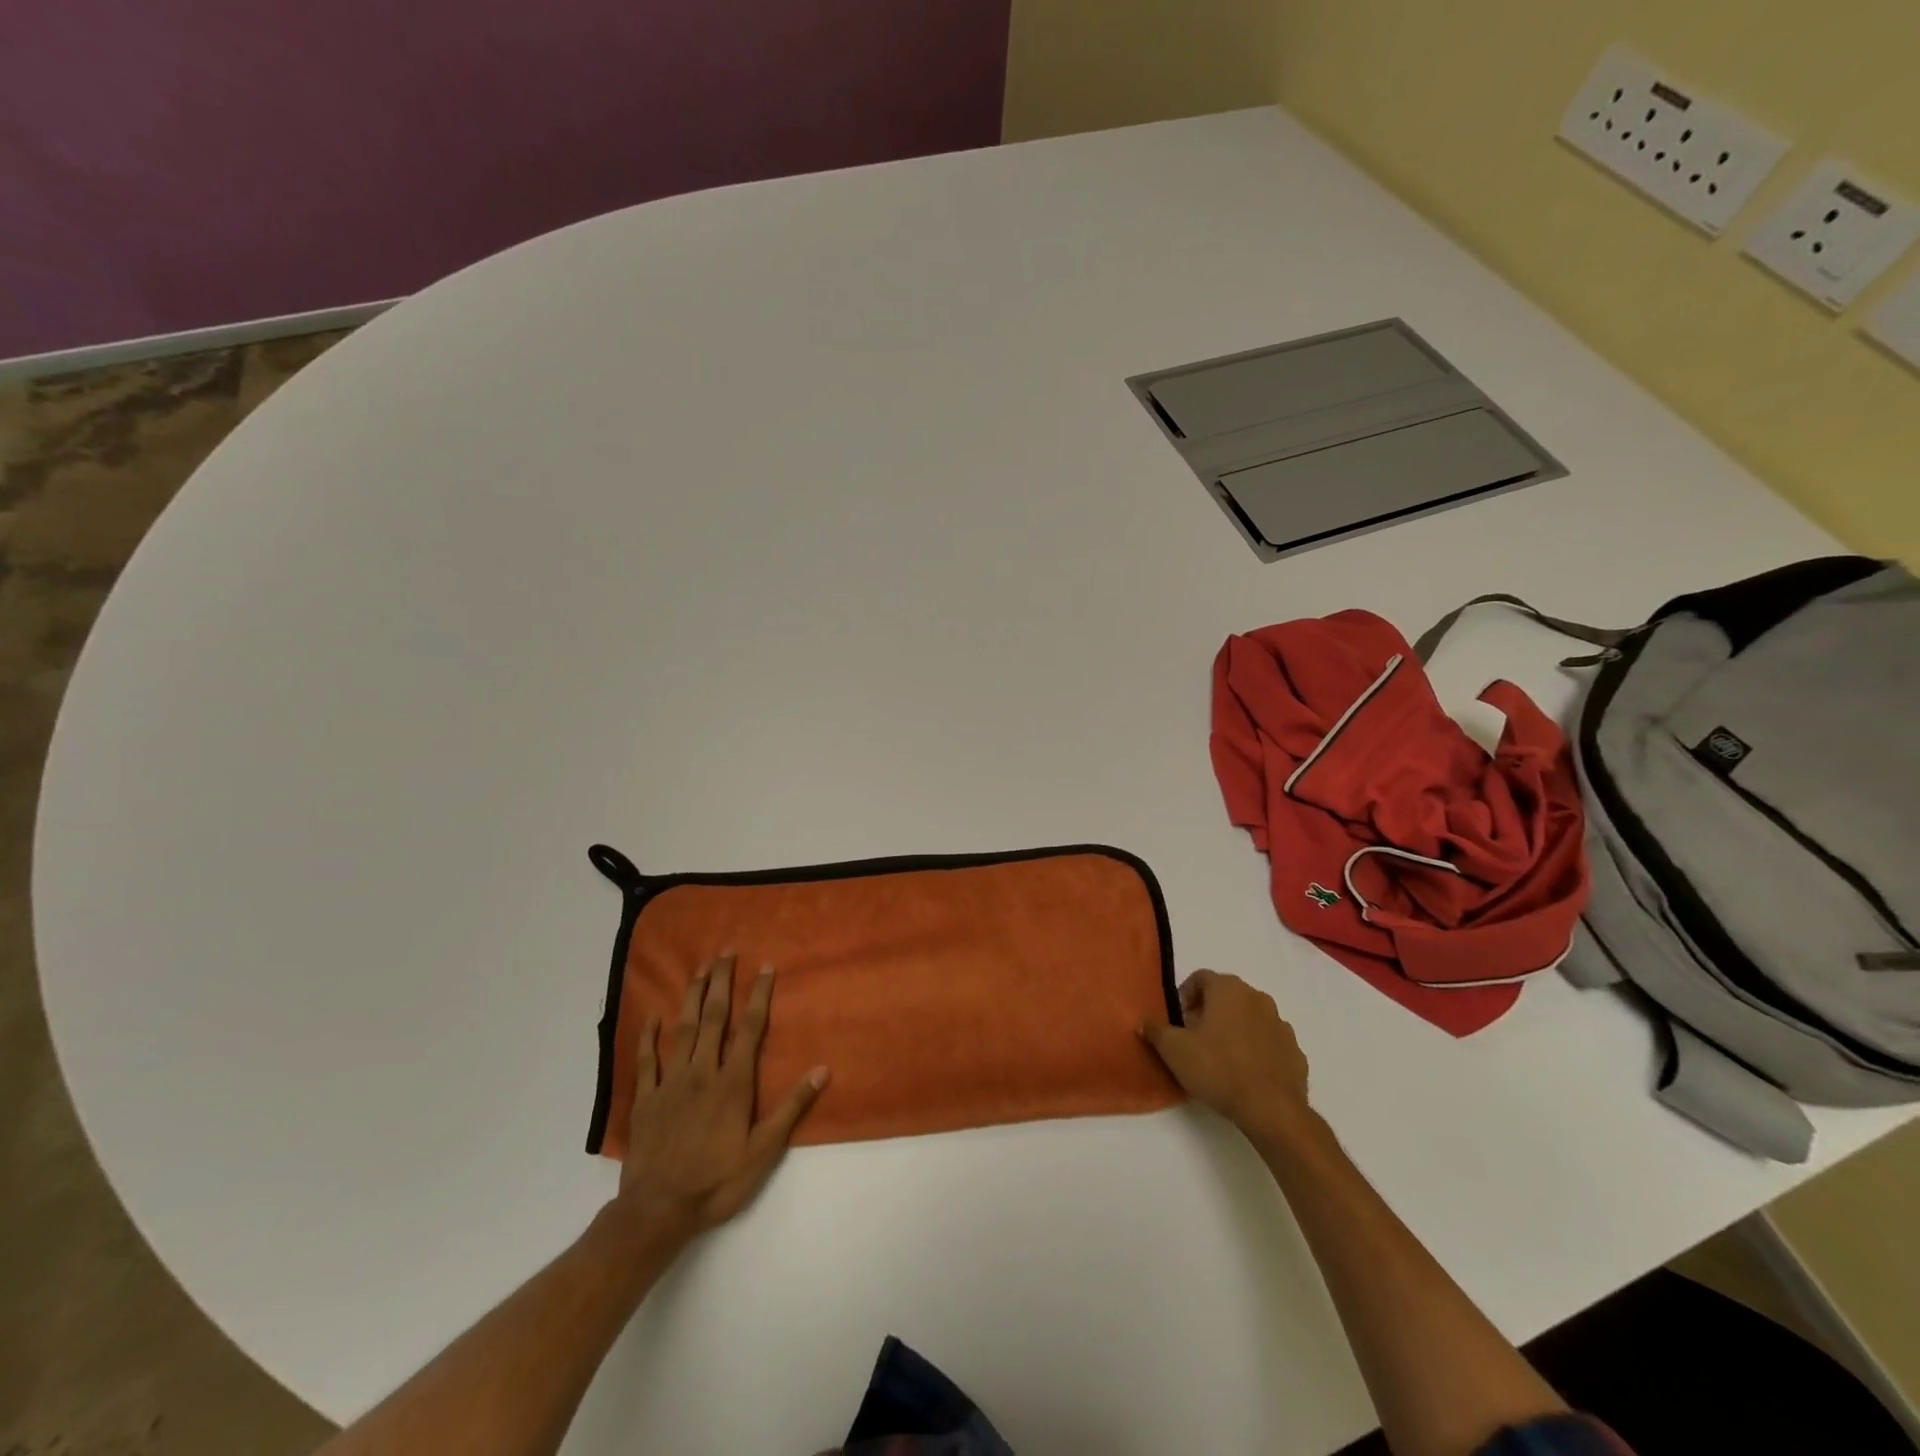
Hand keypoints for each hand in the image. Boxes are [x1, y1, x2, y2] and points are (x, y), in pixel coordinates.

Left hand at [615, 953, 827, 1238]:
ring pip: (682, 1030)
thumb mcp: (763, 1151)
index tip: (764, 967)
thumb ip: (791, 1108)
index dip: (758, 996)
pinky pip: (647, 1060)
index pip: (749, 1029)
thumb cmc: (717, 1181)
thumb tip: (822, 1070)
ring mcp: (670, 1083)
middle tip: (726, 952)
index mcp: (732, 1083)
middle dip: (722, 982)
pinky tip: (652, 1016)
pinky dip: (649, 1036)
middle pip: (714, 1018)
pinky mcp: (646, 1099)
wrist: (657, 1211)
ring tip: (700, 969)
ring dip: (692, 997)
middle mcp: (702, 1073)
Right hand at [1141, 969, 1310, 1137]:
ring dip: (1234, 1028)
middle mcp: (1257, 997)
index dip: (1185, 995)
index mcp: (1228, 989)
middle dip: (1209, 1011)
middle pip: (1226, 995)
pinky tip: (1246, 1072)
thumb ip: (1156, 1030)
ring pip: (1250, 1017)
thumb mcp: (1174, 1050)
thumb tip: (1144, 1022)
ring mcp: (1280, 1024)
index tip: (1178, 1020)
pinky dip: (1256, 1049)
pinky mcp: (1295, 1051)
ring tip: (1221, 1056)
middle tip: (1195, 1037)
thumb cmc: (1218, 1069)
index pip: (1201, 978)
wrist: (1271, 1110)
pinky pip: (1269, 1041)